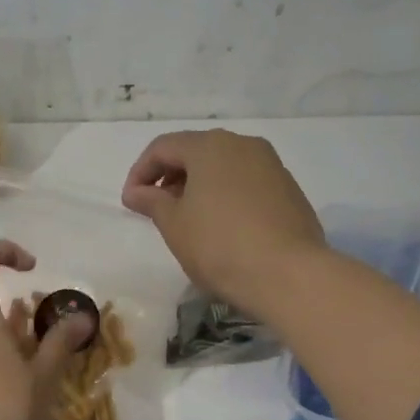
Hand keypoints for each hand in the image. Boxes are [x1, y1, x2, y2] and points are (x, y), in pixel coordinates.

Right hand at [122, 129, 326, 319]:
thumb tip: (136, 192)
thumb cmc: (219, 246)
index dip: (140, 172)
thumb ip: (152, 202)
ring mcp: (271, 165)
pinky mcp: (289, 189)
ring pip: (223, 166)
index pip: (163, 147)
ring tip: (188, 219)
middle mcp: (243, 144)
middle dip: (170, 177)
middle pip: (196, 151)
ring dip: (199, 186)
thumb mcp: (174, 225)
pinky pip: (246, 183)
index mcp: (210, 146)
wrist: (288, 275)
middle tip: (156, 209)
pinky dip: (225, 195)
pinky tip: (221, 226)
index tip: (131, 202)